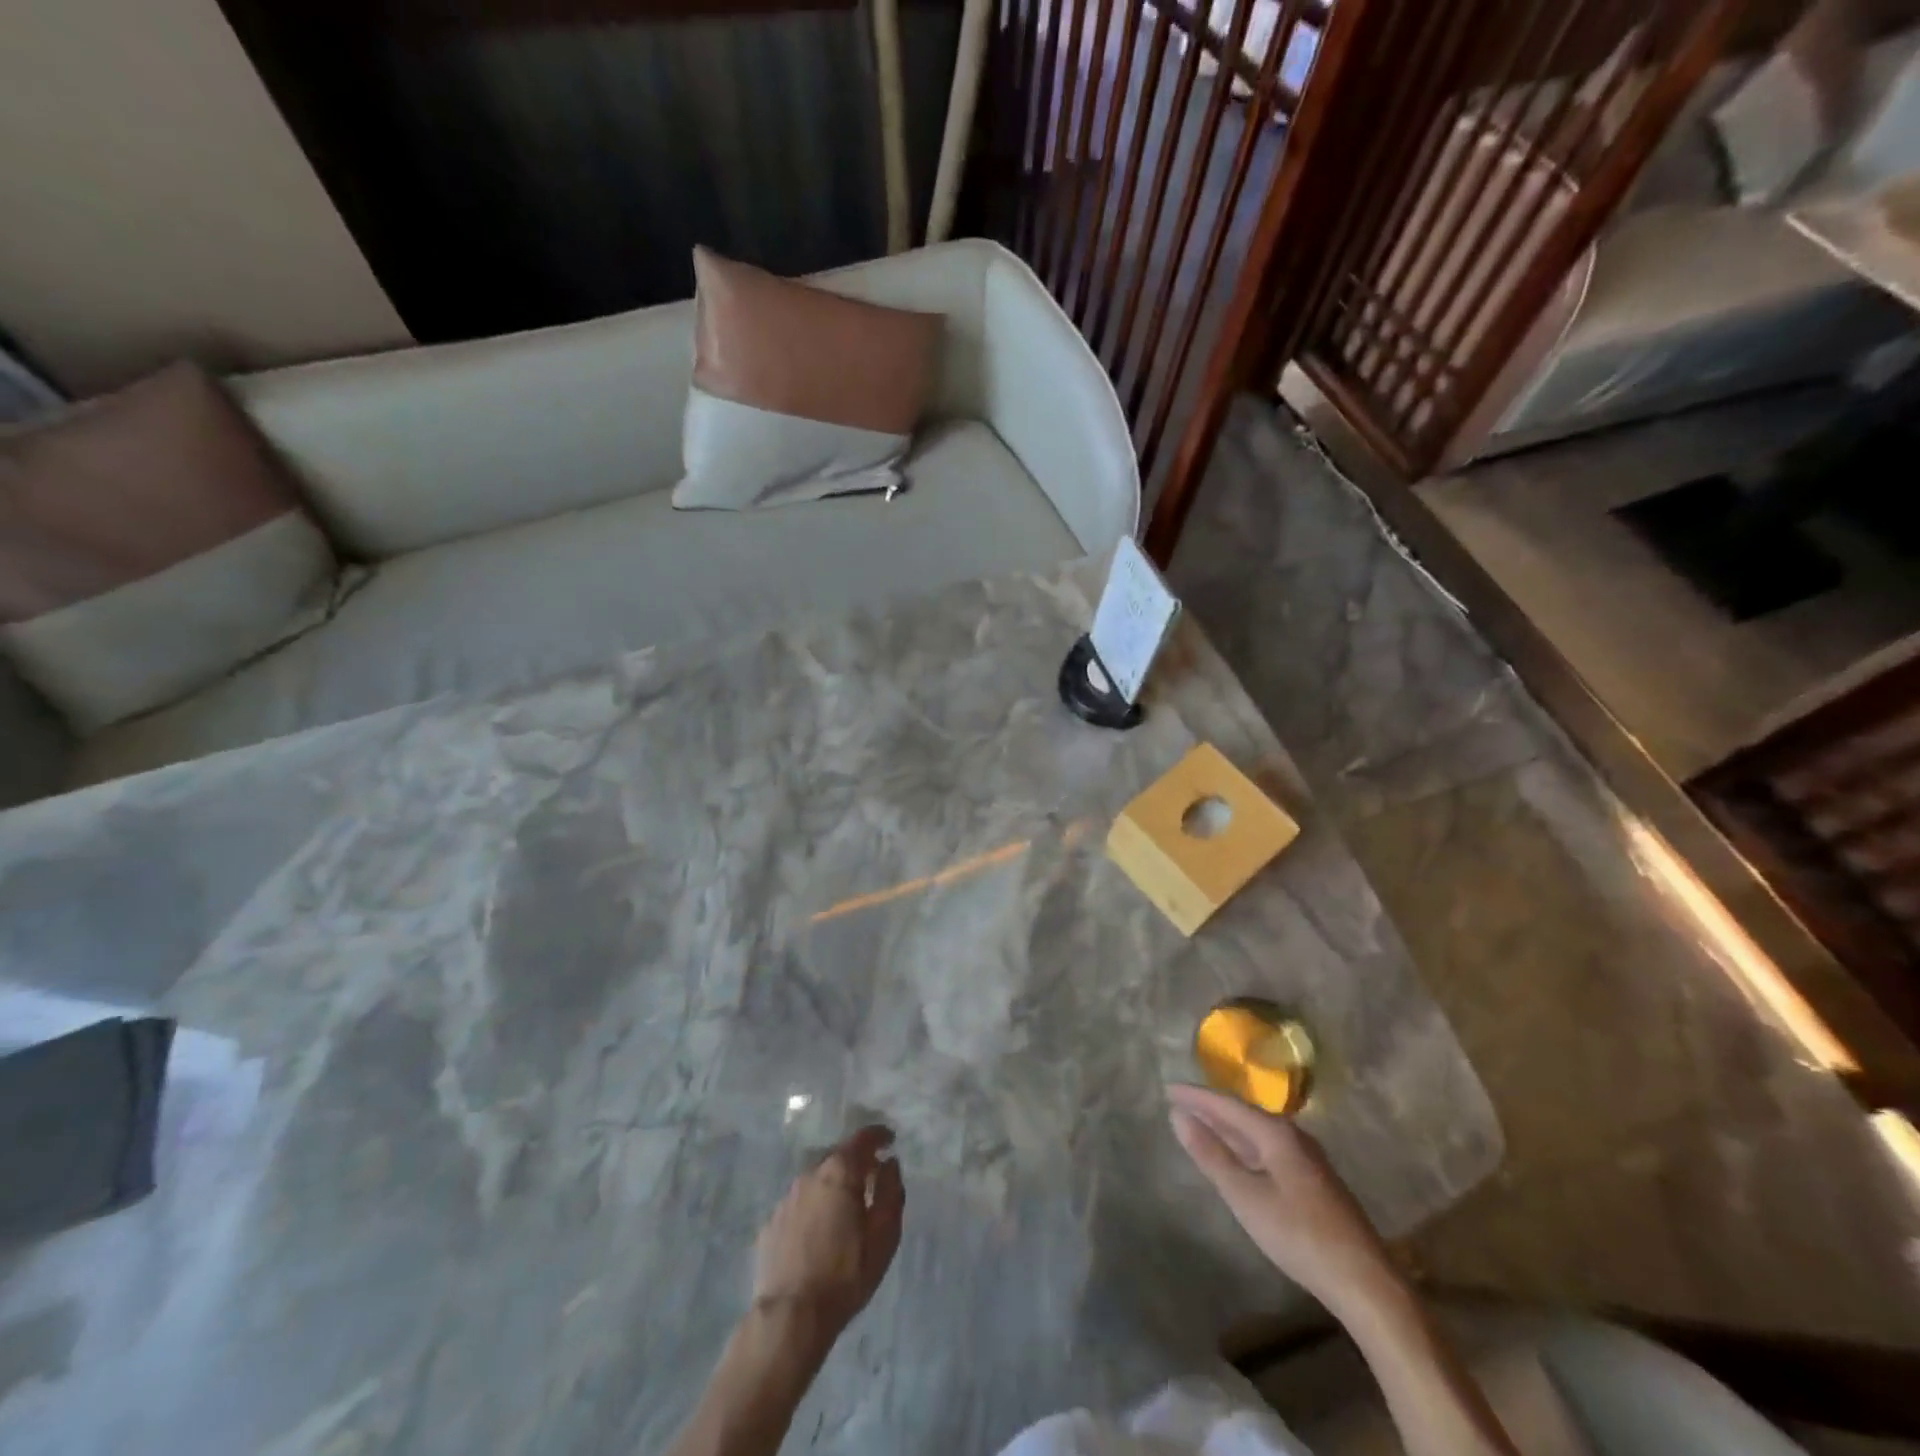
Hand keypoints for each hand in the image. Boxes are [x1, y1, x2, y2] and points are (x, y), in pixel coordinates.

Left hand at [753, 1125, 904, 1336]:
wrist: (790, 1318)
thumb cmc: (845, 1275)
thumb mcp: (883, 1235)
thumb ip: (890, 1192)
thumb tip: (890, 1164)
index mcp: (840, 1171)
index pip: (863, 1138)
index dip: (879, 1136)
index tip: (890, 1140)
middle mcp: (810, 1174)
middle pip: (838, 1157)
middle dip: (856, 1163)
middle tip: (872, 1180)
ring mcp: (787, 1198)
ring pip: (817, 1181)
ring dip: (833, 1187)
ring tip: (845, 1210)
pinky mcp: (771, 1223)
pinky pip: (800, 1205)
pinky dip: (813, 1208)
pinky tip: (818, 1233)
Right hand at [1167, 1083, 1395, 1313]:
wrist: (1365, 1282)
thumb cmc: (1299, 1236)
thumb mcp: (1246, 1197)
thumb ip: (1212, 1155)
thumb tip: (1178, 1115)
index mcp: (1276, 1133)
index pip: (1227, 1104)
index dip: (1196, 1096)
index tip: (1167, 1089)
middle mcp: (1293, 1136)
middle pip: (1243, 1114)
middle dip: (1210, 1107)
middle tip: (1179, 1102)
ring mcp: (1307, 1158)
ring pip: (1257, 1132)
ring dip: (1227, 1126)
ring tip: (1200, 1122)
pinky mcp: (1313, 1180)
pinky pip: (1268, 1147)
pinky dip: (1244, 1144)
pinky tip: (1238, 1155)